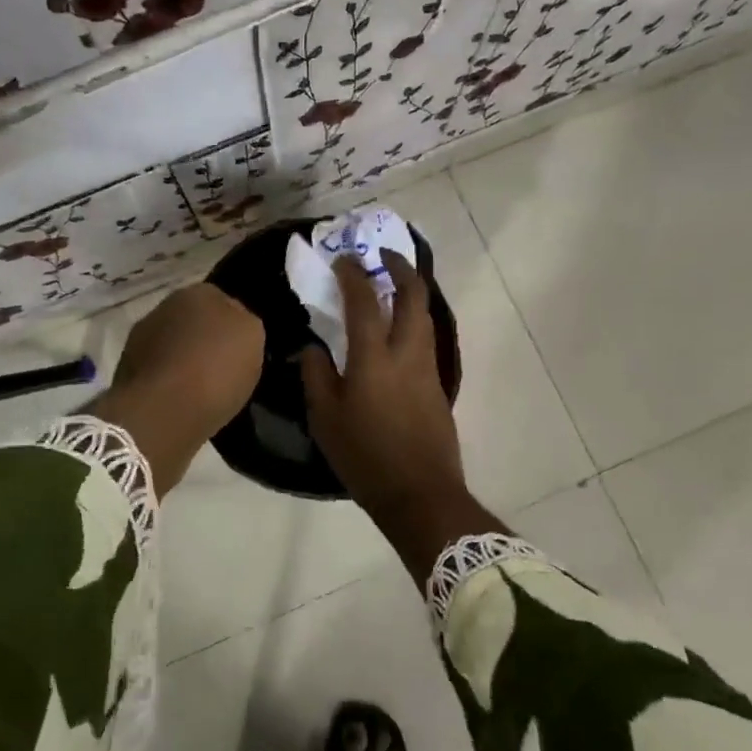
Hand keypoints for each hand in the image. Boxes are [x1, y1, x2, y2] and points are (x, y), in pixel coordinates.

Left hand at [86, 283, 262, 495]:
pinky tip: (181, 402)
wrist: (161, 412)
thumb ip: (245, 322)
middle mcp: (165, 307)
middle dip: (205, 340)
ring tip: (202, 390)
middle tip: (223, 368)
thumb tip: (234, 323)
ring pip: (173, 346)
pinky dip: (168, 383)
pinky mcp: (126, 372)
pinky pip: (158, 373)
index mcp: (199, 292)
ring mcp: (140, 338)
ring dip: (184, 360)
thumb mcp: (253, 338)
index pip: (224, 301)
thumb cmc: (215, 369)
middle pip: (194, 322)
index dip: (234, 325)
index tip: (242, 349)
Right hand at [302, 253, 501, 576]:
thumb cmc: (365, 456)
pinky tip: (396, 329)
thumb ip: (316, 375)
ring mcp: (427, 367)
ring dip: (410, 292)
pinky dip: (412, 319)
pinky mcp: (437, 384)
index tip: (343, 260)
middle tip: (382, 257)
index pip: (365, 301)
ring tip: (389, 286)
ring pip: (424, 315)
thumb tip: (314, 347)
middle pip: (413, 296)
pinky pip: (425, 337)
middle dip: (400, 268)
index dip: (353, 274)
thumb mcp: (325, 418)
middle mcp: (406, 352)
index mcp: (374, 358)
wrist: (419, 494)